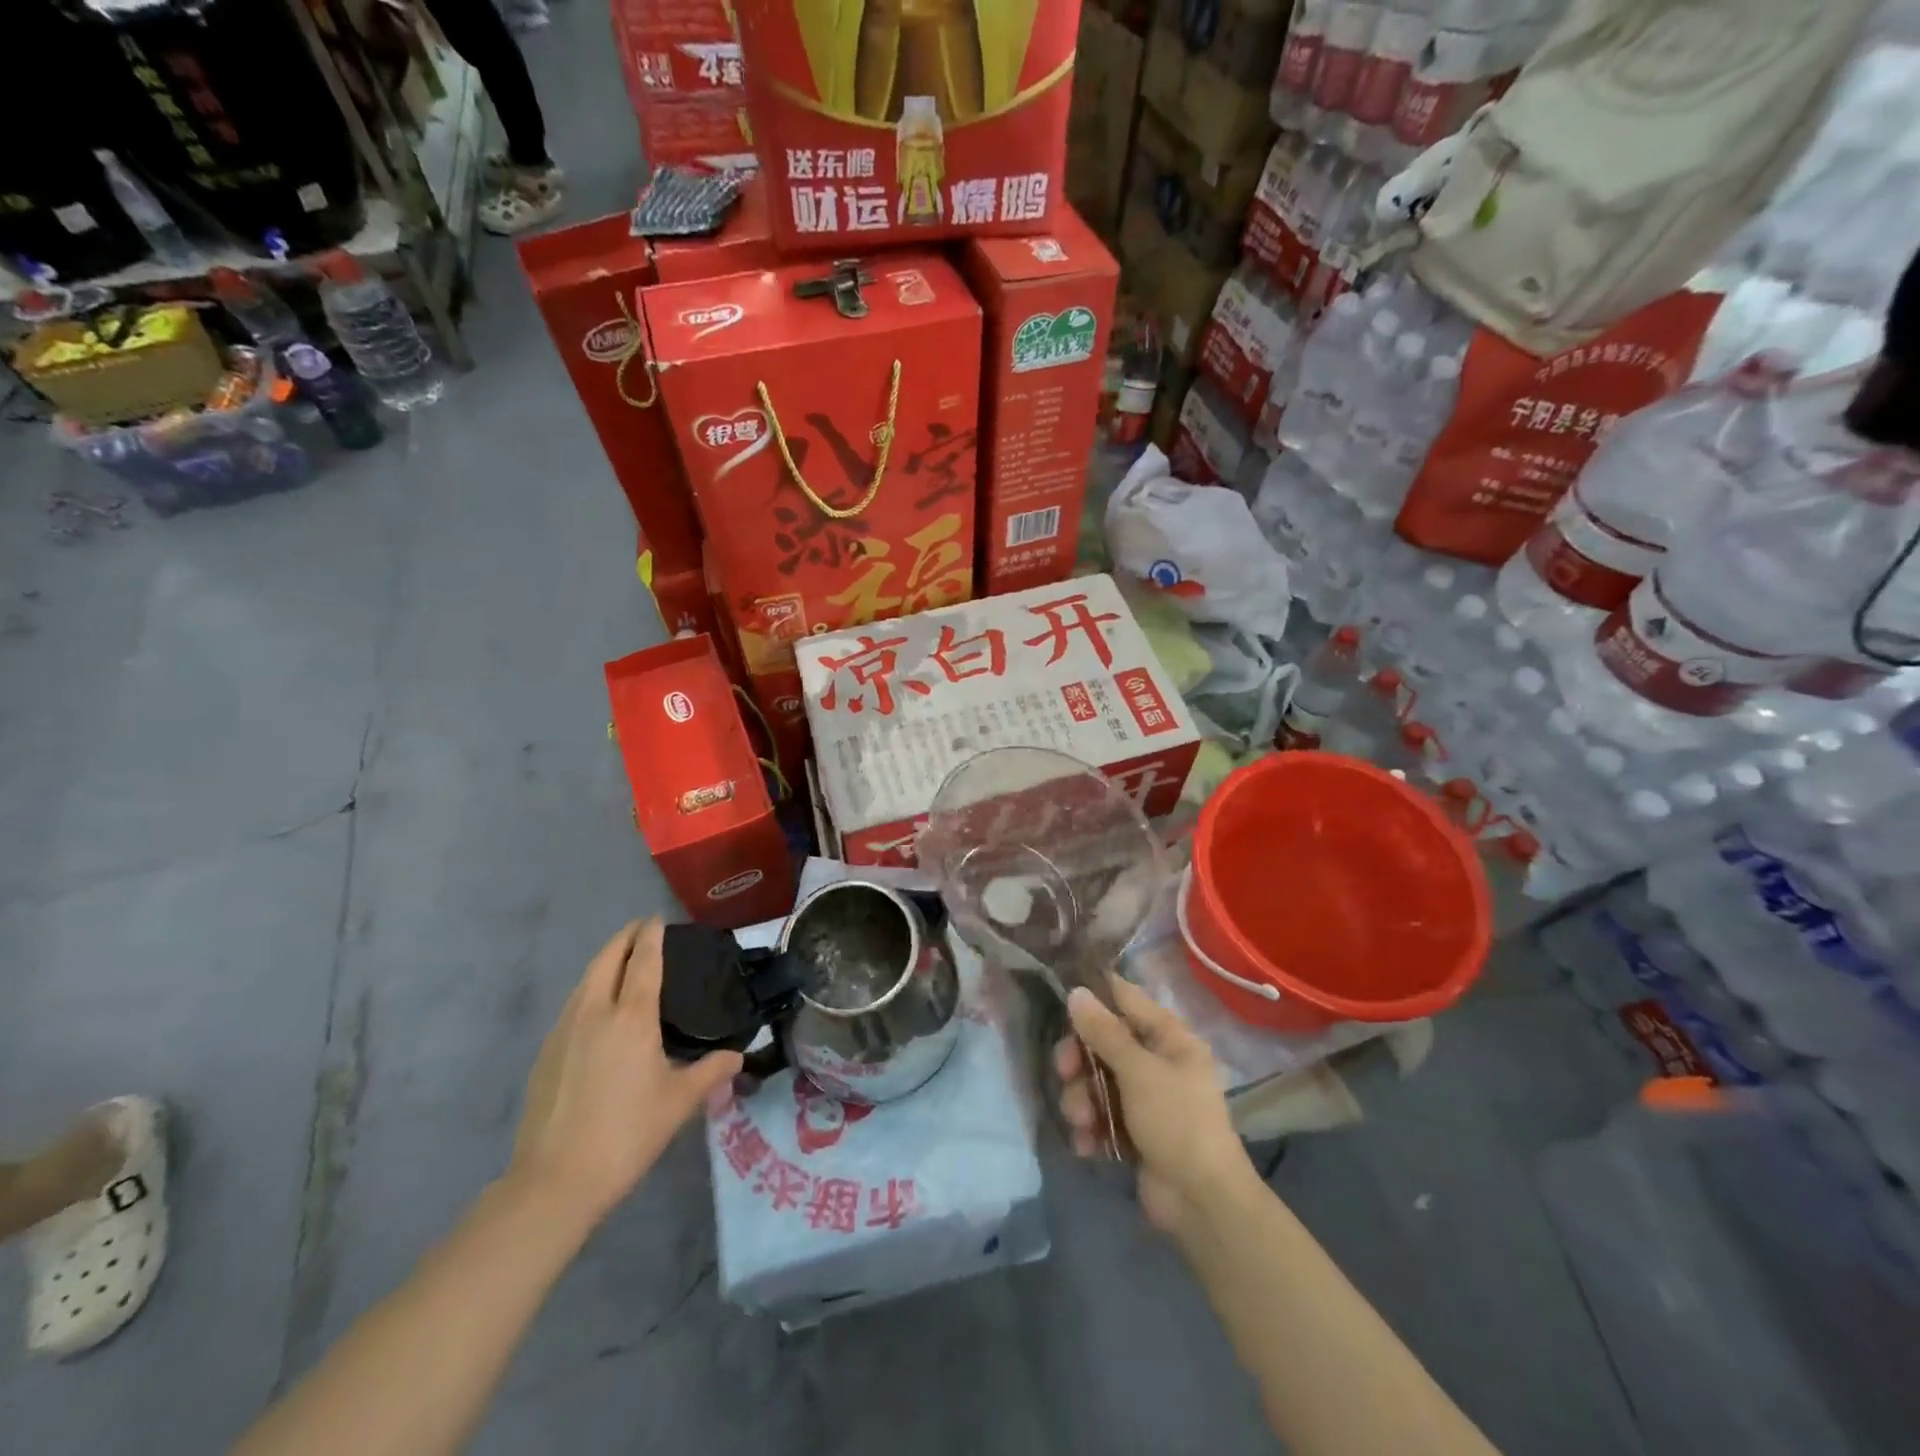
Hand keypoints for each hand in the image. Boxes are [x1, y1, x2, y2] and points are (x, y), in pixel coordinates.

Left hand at [512, 919, 741, 1223]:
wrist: (555, 1180)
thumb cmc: (627, 1133)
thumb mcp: (680, 1103)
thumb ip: (711, 1072)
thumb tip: (737, 1057)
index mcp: (631, 1016)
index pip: (643, 960)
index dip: (651, 935)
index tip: (658, 919)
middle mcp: (595, 1012)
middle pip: (607, 959)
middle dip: (624, 938)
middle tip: (642, 930)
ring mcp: (564, 1031)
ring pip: (585, 980)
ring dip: (604, 961)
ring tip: (622, 961)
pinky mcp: (546, 1053)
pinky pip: (572, 1004)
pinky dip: (589, 989)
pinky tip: (597, 1009)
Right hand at [1055, 974, 1254, 1234]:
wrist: (1202, 1203)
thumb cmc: (1177, 1121)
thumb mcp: (1139, 1071)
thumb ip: (1105, 1031)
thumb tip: (1076, 991)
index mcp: (1169, 1037)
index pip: (1125, 998)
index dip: (1094, 995)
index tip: (1062, 999)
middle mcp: (1157, 1061)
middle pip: (1103, 1042)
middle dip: (1079, 1059)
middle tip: (1065, 1072)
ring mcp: (1145, 1098)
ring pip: (1096, 1081)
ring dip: (1081, 1099)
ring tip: (1082, 1122)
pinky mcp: (1134, 1131)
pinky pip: (1101, 1116)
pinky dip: (1090, 1128)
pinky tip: (1087, 1144)